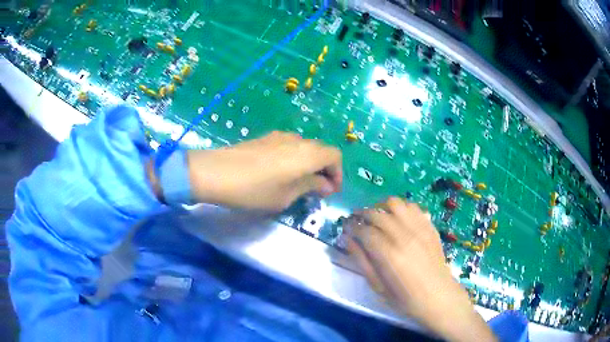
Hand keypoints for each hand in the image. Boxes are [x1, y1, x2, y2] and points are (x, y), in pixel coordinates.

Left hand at [186, 131, 341, 210]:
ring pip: (304, 148)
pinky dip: (294, 159)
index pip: (335, 156)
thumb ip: (310, 187)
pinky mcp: (265, 138)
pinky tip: (281, 173)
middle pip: (321, 150)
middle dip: (324, 170)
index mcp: (307, 153)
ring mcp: (279, 136)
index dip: (338, 174)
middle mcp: (297, 140)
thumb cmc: (254, 190)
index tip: (330, 191)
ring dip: (309, 164)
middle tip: (317, 190)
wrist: (215, 172)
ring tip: (299, 183)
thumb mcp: (285, 195)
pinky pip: (289, 146)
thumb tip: (325, 185)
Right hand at [345, 197, 495, 341]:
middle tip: (357, 222)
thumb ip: (362, 261)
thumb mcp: (378, 286)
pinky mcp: (429, 228)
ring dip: (382, 207)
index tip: (346, 228)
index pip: (364, 230)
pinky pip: (413, 207)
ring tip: (377, 216)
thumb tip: (348, 240)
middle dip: (362, 214)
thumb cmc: (405, 298)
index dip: (351, 227)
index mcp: (388, 254)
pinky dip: (401, 208)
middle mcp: (404, 236)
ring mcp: (419, 229)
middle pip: (377, 213)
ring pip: (396, 204)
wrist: (438, 297)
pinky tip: (398, 219)